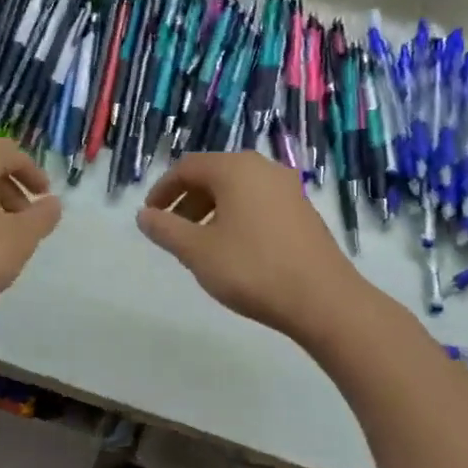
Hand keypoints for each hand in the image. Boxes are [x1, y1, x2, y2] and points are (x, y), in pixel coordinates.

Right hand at [138, 151, 365, 344]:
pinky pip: (258, 203)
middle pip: (213, 175)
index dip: (163, 190)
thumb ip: (166, 229)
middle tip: (171, 231)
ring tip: (198, 244)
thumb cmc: (252, 269)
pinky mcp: (303, 211)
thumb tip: (144, 216)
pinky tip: (232, 249)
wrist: (323, 300)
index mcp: (236, 169)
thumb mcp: (197, 251)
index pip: (187, 167)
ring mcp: (288, 189)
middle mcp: (263, 169)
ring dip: (211, 210)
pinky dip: (236, 217)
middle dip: (187, 200)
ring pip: (237, 190)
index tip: (150, 216)